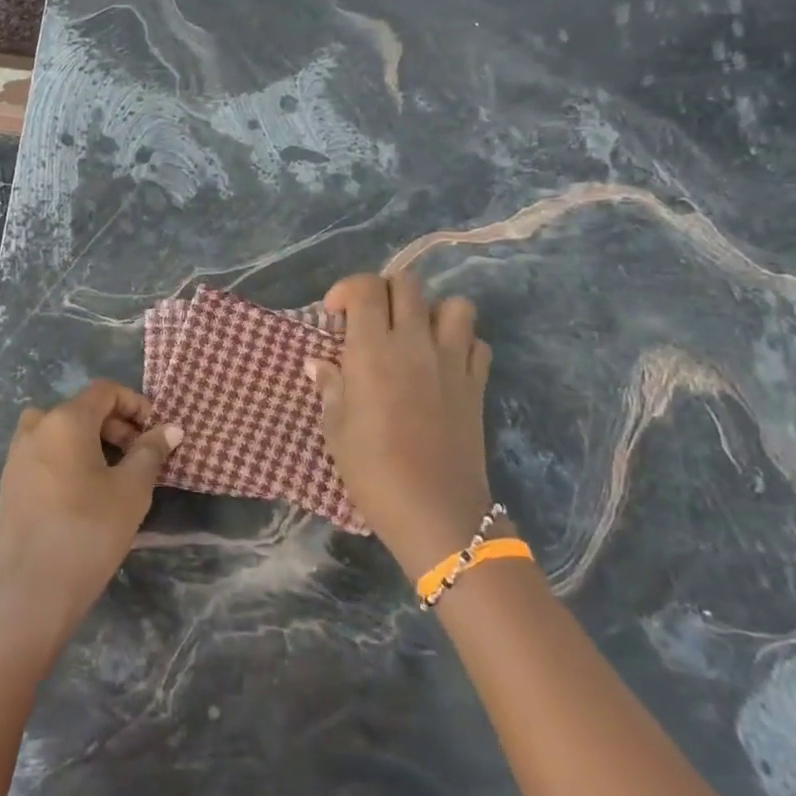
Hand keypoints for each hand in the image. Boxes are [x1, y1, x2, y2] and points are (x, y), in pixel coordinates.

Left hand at [0, 380, 180, 664]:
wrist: (34, 590)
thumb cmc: (89, 531)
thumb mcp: (131, 490)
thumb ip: (151, 452)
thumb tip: (171, 428)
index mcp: (65, 420)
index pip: (104, 391)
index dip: (134, 403)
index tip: (155, 431)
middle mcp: (36, 428)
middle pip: (82, 409)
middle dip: (116, 426)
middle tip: (140, 457)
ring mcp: (17, 455)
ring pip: (60, 432)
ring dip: (91, 442)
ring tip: (114, 475)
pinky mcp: (9, 483)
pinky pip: (44, 454)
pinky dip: (68, 458)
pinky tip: (84, 494)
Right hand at [307, 272, 495, 580]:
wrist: (435, 511)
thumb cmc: (373, 471)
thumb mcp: (336, 429)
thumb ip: (329, 387)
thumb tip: (319, 363)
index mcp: (372, 350)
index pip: (366, 287)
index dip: (347, 289)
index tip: (336, 315)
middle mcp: (414, 343)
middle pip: (407, 283)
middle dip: (385, 291)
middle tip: (371, 320)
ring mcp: (452, 361)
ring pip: (454, 304)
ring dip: (431, 311)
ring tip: (414, 335)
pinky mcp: (477, 383)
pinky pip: (476, 342)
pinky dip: (461, 342)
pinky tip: (443, 363)